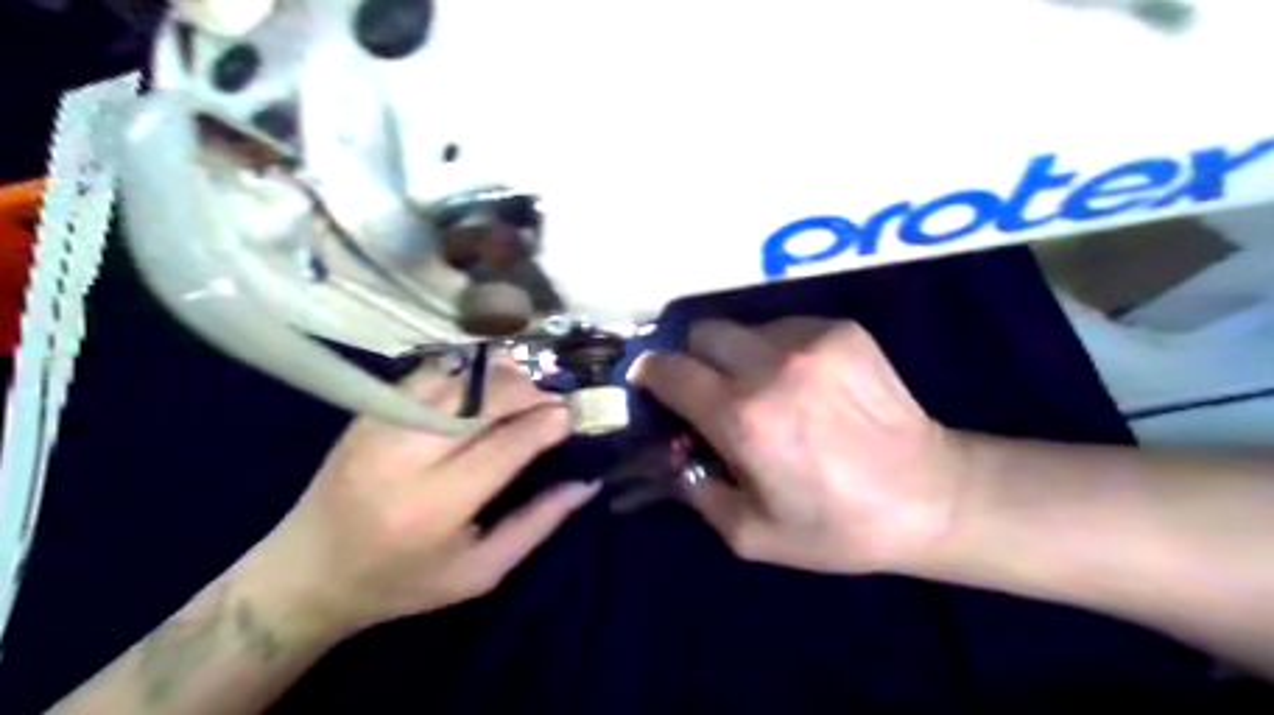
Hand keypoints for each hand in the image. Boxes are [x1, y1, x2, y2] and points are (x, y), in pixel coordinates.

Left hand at [253, 362, 601, 634]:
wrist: (309, 573)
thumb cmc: (403, 582)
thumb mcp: (479, 572)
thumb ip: (537, 525)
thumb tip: (585, 484)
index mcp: (435, 506)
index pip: (506, 445)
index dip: (546, 423)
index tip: (572, 415)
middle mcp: (404, 457)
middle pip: (481, 400)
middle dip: (527, 391)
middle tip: (550, 402)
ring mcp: (378, 427)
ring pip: (456, 379)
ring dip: (499, 379)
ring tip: (521, 394)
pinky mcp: (366, 413)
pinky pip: (428, 377)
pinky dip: (465, 377)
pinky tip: (481, 391)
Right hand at [633, 320, 961, 575]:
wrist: (931, 496)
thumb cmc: (837, 525)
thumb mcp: (749, 534)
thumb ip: (694, 491)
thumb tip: (671, 453)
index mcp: (742, 417)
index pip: (669, 370)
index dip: (649, 374)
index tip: (650, 385)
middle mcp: (771, 366)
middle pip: (701, 332)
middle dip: (693, 359)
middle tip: (709, 391)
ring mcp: (811, 340)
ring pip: (743, 328)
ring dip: (738, 356)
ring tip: (765, 390)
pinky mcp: (842, 329)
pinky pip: (784, 328)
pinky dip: (777, 351)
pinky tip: (804, 384)